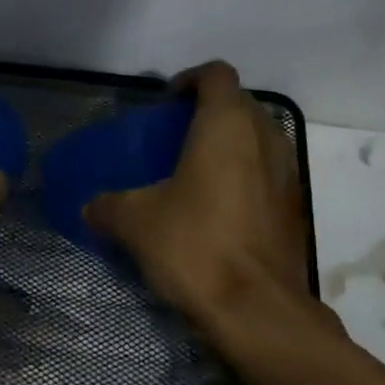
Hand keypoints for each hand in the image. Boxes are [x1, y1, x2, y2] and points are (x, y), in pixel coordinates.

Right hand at [84, 62, 332, 352]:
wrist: (258, 310)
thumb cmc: (195, 245)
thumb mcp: (136, 222)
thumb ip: (108, 207)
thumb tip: (89, 208)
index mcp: (227, 126)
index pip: (216, 75)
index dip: (191, 79)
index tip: (168, 103)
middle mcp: (264, 139)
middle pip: (241, 103)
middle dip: (211, 111)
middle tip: (178, 137)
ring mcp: (287, 173)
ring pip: (260, 138)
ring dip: (233, 143)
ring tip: (198, 171)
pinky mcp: (295, 208)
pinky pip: (270, 173)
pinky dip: (248, 176)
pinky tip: (220, 208)